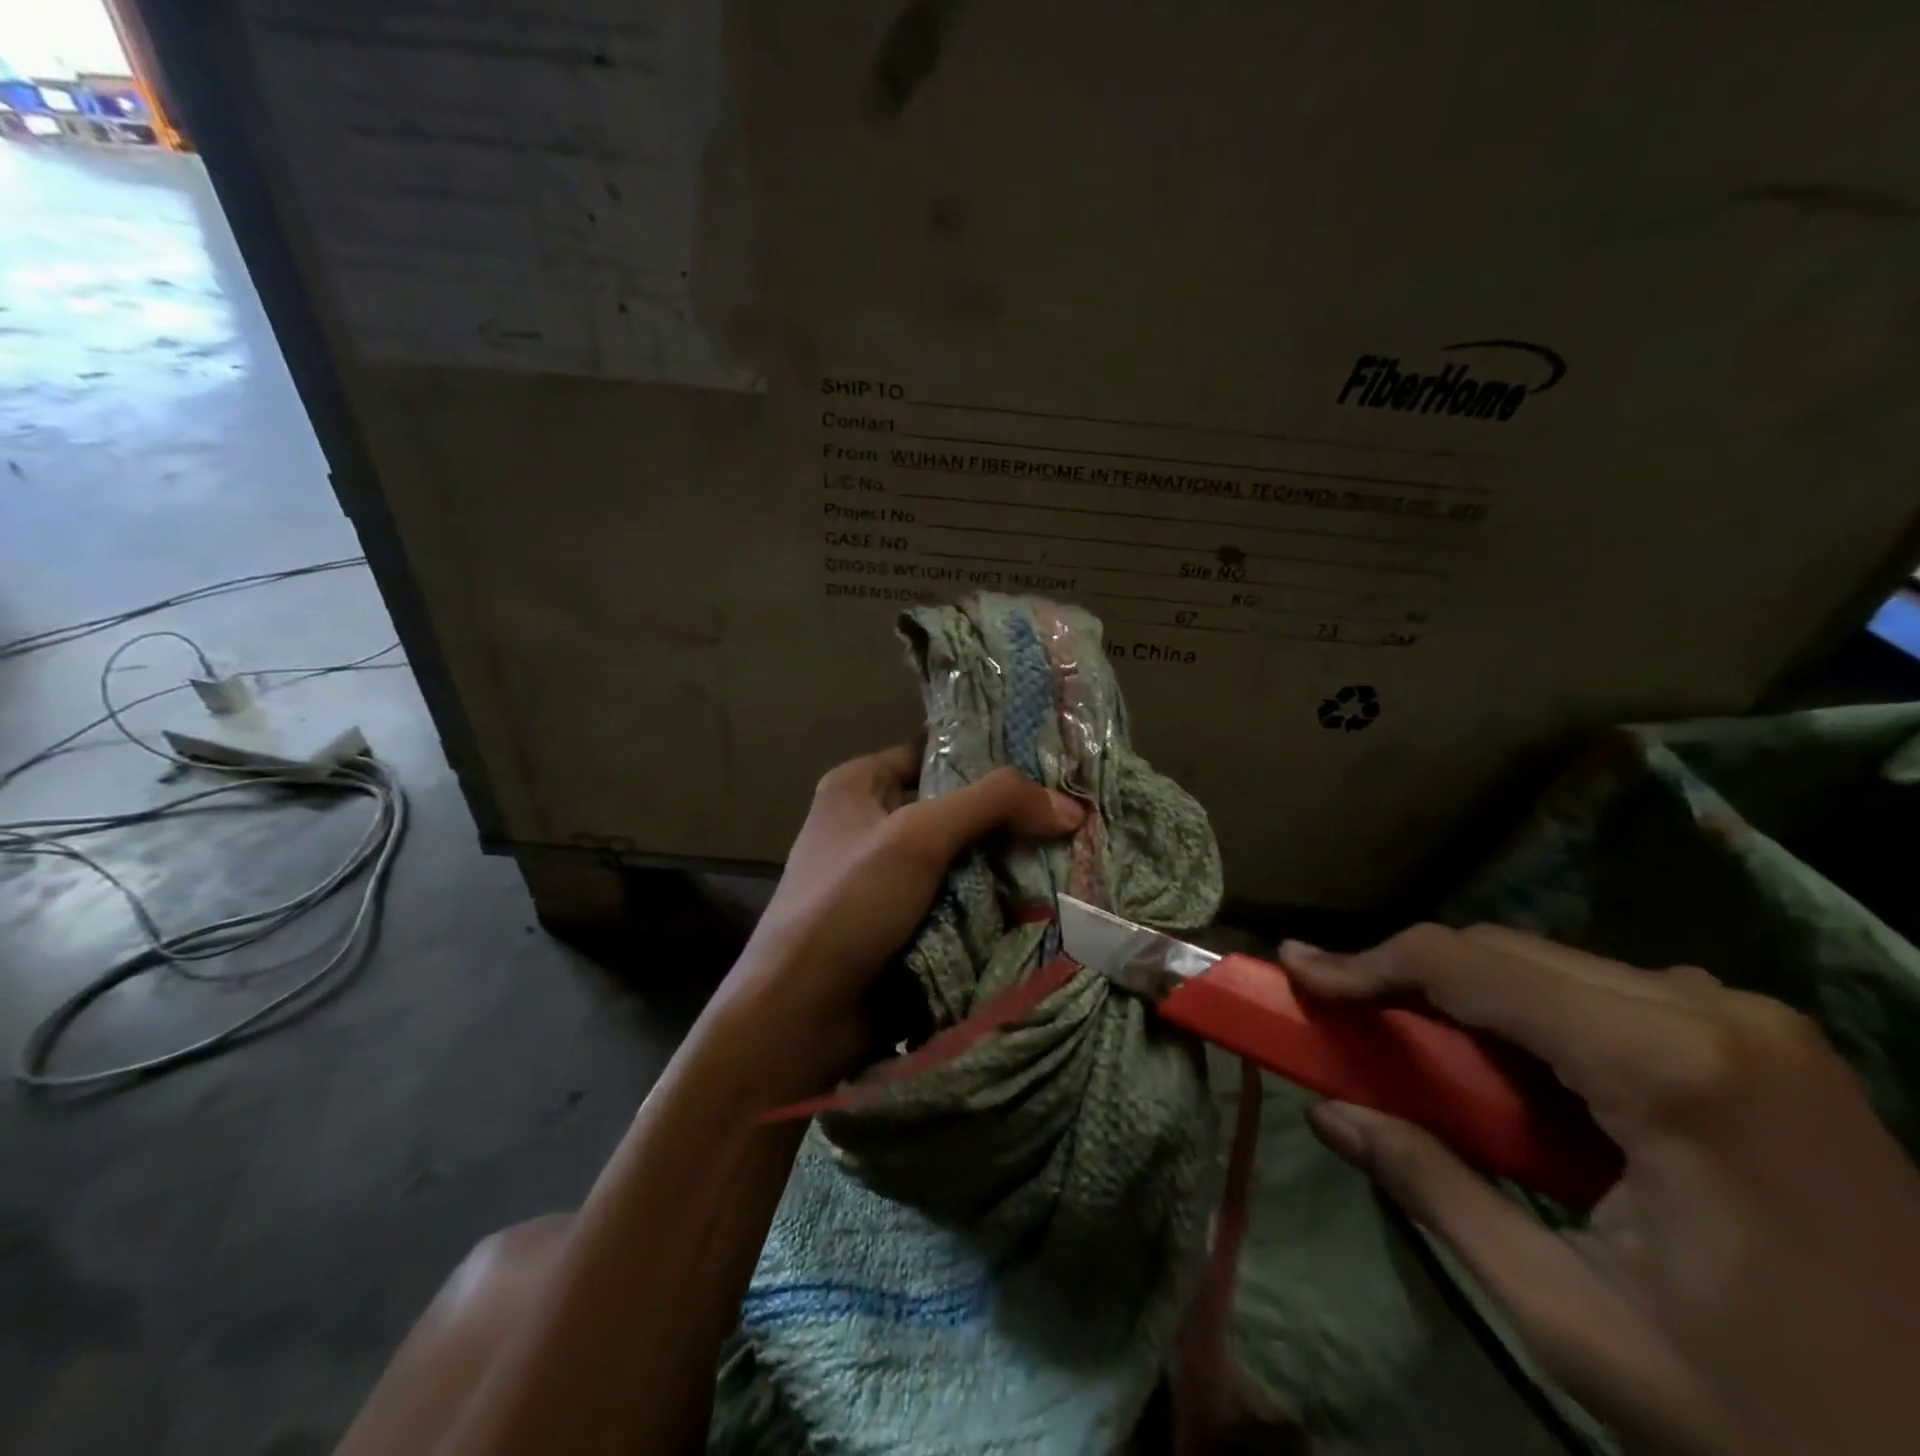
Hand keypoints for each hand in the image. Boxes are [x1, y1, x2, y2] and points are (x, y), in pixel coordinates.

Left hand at [715, 744, 1083, 1095]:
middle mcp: (870, 824)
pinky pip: (958, 901)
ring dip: (1006, 865)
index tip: (1049, 764)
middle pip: (954, 807)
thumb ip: (992, 806)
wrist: (799, 1018)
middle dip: (1007, 817)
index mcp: (858, 785)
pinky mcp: (902, 925)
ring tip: (1070, 856)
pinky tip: (1042, 901)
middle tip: (1072, 816)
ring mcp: (886, 879)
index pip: (934, 750)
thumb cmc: (846, 906)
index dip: (988, 754)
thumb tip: (1071, 808)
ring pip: (961, 858)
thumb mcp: (916, 838)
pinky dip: (992, 903)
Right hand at [1281, 925, 1919, 1455]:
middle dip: (1408, 979)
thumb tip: (1326, 1113)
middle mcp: (1716, 1013)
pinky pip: (1607, 995)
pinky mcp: (1768, 1047)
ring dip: (1467, 998)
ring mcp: (1755, 1025)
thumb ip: (1435, 1190)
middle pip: (1507, 954)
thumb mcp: (1574, 1319)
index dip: (1367, 963)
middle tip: (1338, 1012)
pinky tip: (1515, 1075)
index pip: (1470, 966)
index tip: (1296, 972)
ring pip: (1553, 966)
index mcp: (1672, 1068)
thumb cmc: (1779, 1424)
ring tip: (1412, 1046)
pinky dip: (1531, 1017)